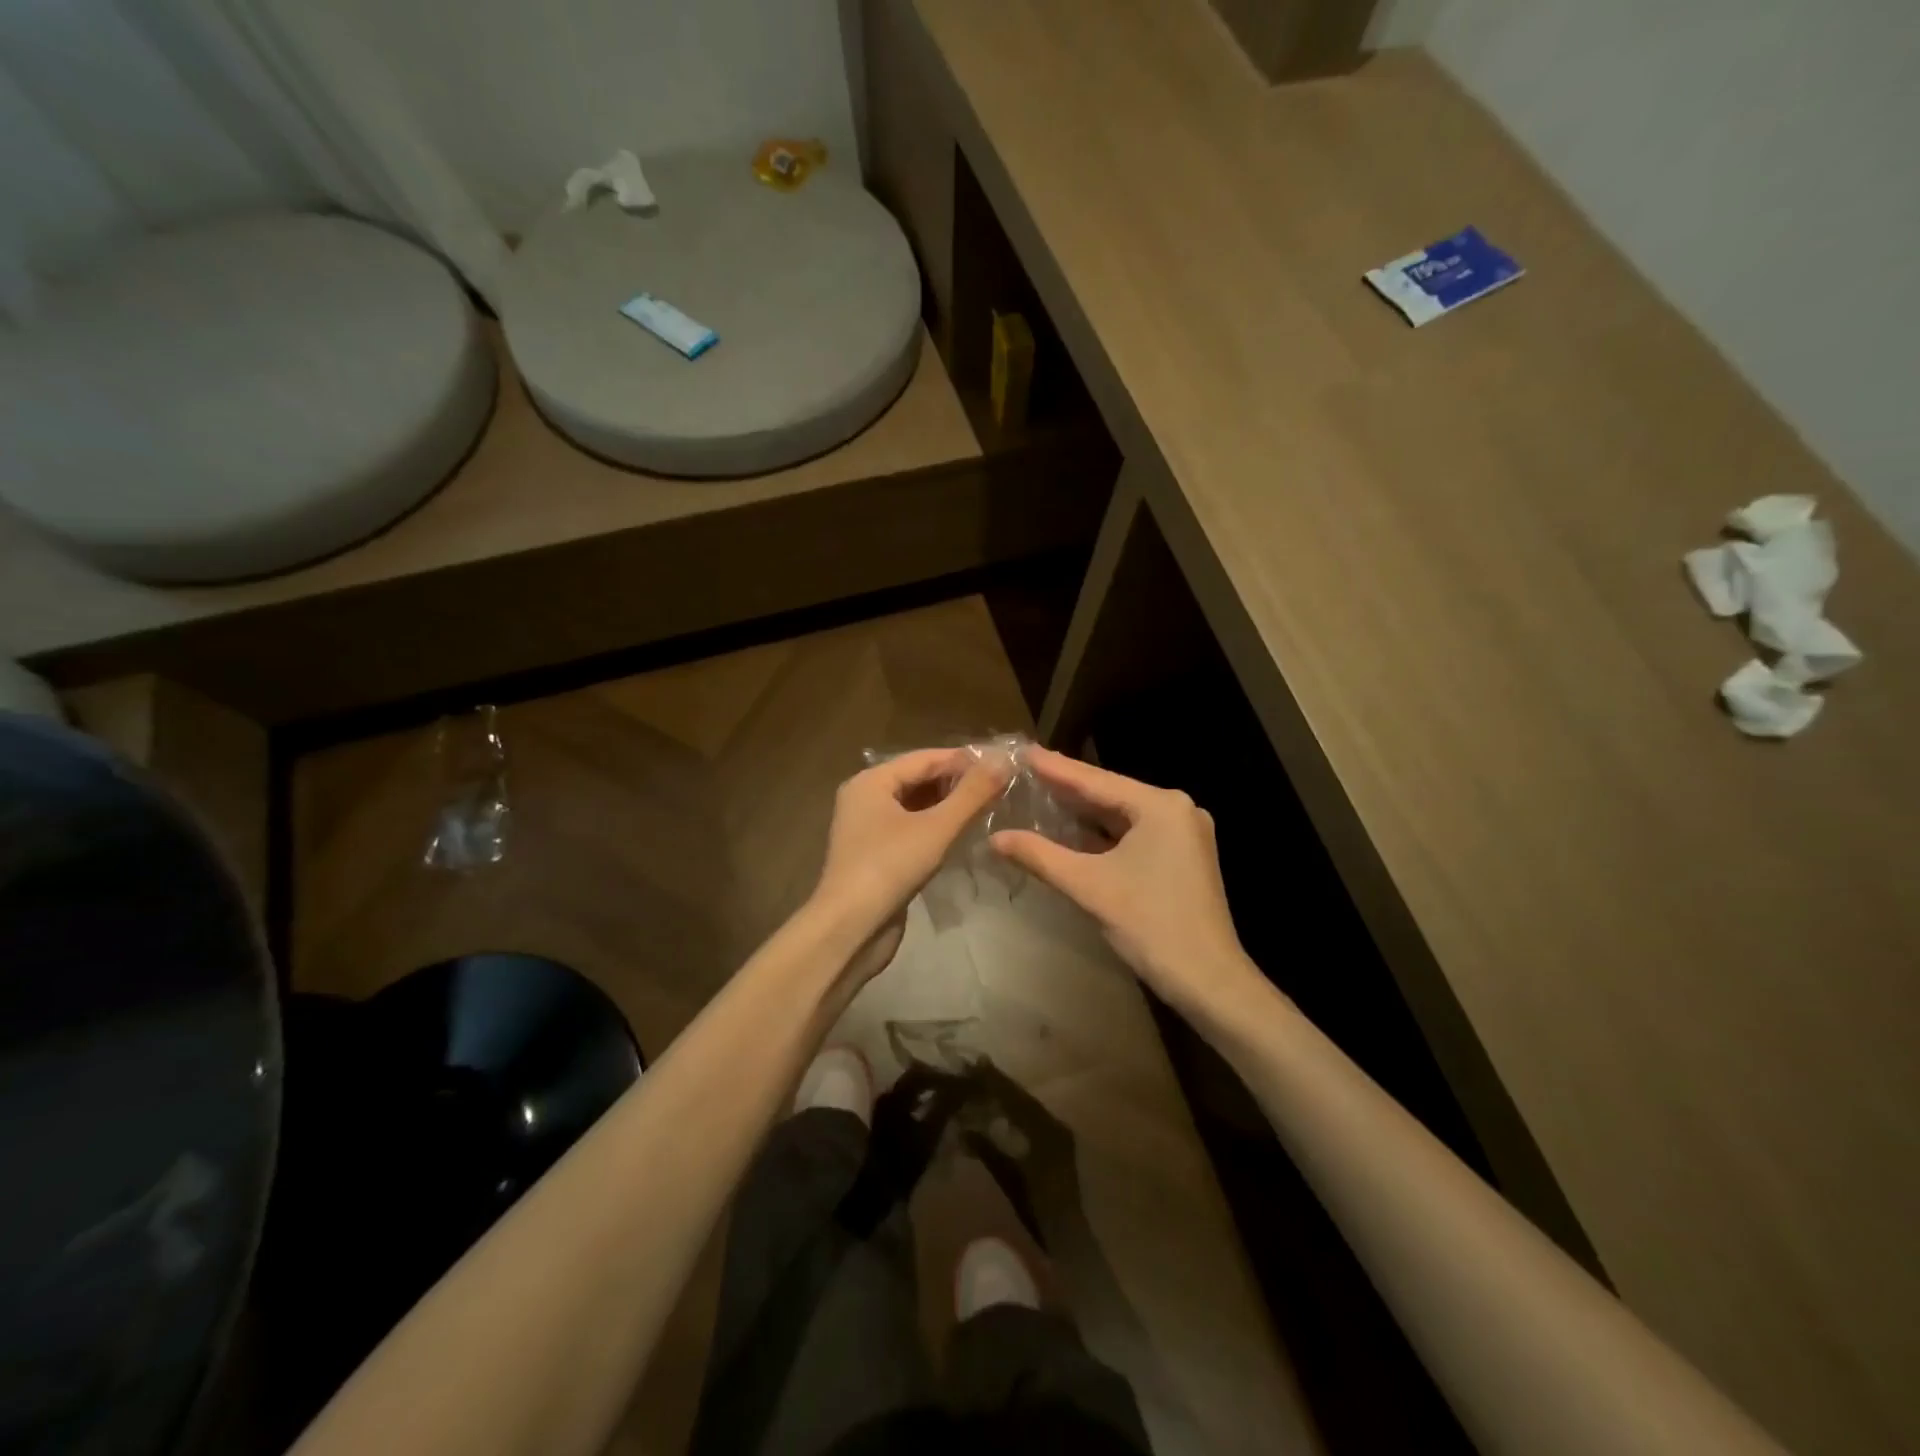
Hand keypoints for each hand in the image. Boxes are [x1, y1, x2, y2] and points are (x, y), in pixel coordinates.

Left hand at [812, 747, 1011, 978]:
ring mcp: (868, 829)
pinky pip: (911, 829)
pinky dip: (936, 827)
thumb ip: (971, 793)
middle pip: (918, 779)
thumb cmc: (889, 867)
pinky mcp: (876, 855)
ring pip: (916, 806)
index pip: (925, 758)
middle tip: (1001, 787)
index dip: (964, 759)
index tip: (1002, 764)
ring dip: (949, 806)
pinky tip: (963, 834)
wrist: (850, 929)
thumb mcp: (936, 827)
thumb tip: (1003, 759)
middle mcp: (865, 798)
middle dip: (957, 783)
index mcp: (871, 781)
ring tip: (989, 807)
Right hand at [990, 747, 1255, 1016]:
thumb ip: (1040, 856)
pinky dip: (1103, 834)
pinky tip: (1072, 830)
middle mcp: (1177, 809)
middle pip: (1111, 794)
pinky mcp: (1183, 856)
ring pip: (1122, 816)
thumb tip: (994, 838)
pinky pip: (1134, 834)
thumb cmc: (1150, 925)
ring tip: (1041, 793)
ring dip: (1084, 812)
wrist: (1208, 980)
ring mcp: (1183, 834)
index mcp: (1160, 806)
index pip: (1096, 781)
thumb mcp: (1089, 887)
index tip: (1023, 750)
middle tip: (1026, 770)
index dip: (1055, 768)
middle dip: (1068, 787)